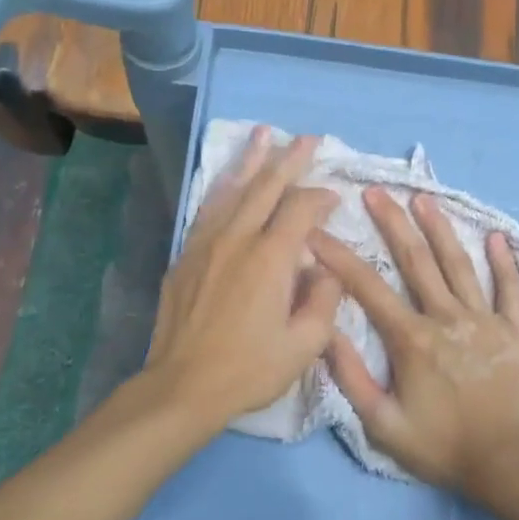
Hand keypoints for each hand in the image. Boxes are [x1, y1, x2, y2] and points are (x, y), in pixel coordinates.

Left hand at [143, 129, 341, 432]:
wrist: (183, 386)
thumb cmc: (250, 369)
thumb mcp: (305, 344)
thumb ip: (324, 299)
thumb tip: (325, 267)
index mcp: (271, 258)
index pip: (301, 209)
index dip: (321, 198)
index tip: (335, 199)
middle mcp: (238, 239)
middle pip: (266, 186)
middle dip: (289, 159)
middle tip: (307, 139)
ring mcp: (206, 243)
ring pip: (232, 189)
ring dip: (251, 160)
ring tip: (263, 134)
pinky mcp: (187, 255)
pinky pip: (208, 209)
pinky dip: (222, 187)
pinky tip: (228, 179)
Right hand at [307, 188, 518, 496]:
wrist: (509, 463)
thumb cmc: (442, 446)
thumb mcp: (383, 424)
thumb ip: (352, 378)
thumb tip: (325, 334)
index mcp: (412, 339)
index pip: (368, 288)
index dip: (340, 257)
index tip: (317, 231)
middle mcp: (446, 318)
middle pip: (416, 261)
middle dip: (392, 223)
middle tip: (376, 192)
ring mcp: (484, 320)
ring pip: (459, 265)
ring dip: (440, 229)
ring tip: (424, 198)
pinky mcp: (513, 331)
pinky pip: (509, 290)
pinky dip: (504, 262)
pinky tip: (496, 236)